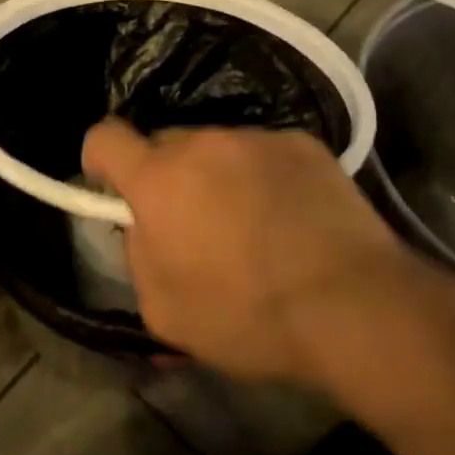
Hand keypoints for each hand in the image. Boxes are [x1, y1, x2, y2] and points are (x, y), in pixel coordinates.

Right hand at [82, 119, 409, 380]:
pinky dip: (265, 176)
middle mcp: (202, 143)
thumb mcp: (165, 311)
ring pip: (217, 149)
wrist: (354, 307)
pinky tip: (292, 218)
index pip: (104, 137)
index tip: (111, 185)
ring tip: (253, 225)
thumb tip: (145, 228)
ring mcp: (255, 138)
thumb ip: (139, 257)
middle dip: (167, 176)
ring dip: (218, 176)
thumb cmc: (248, 316)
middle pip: (165, 144)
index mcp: (158, 179)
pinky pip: (264, 153)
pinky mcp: (302, 144)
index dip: (99, 158)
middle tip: (194, 223)